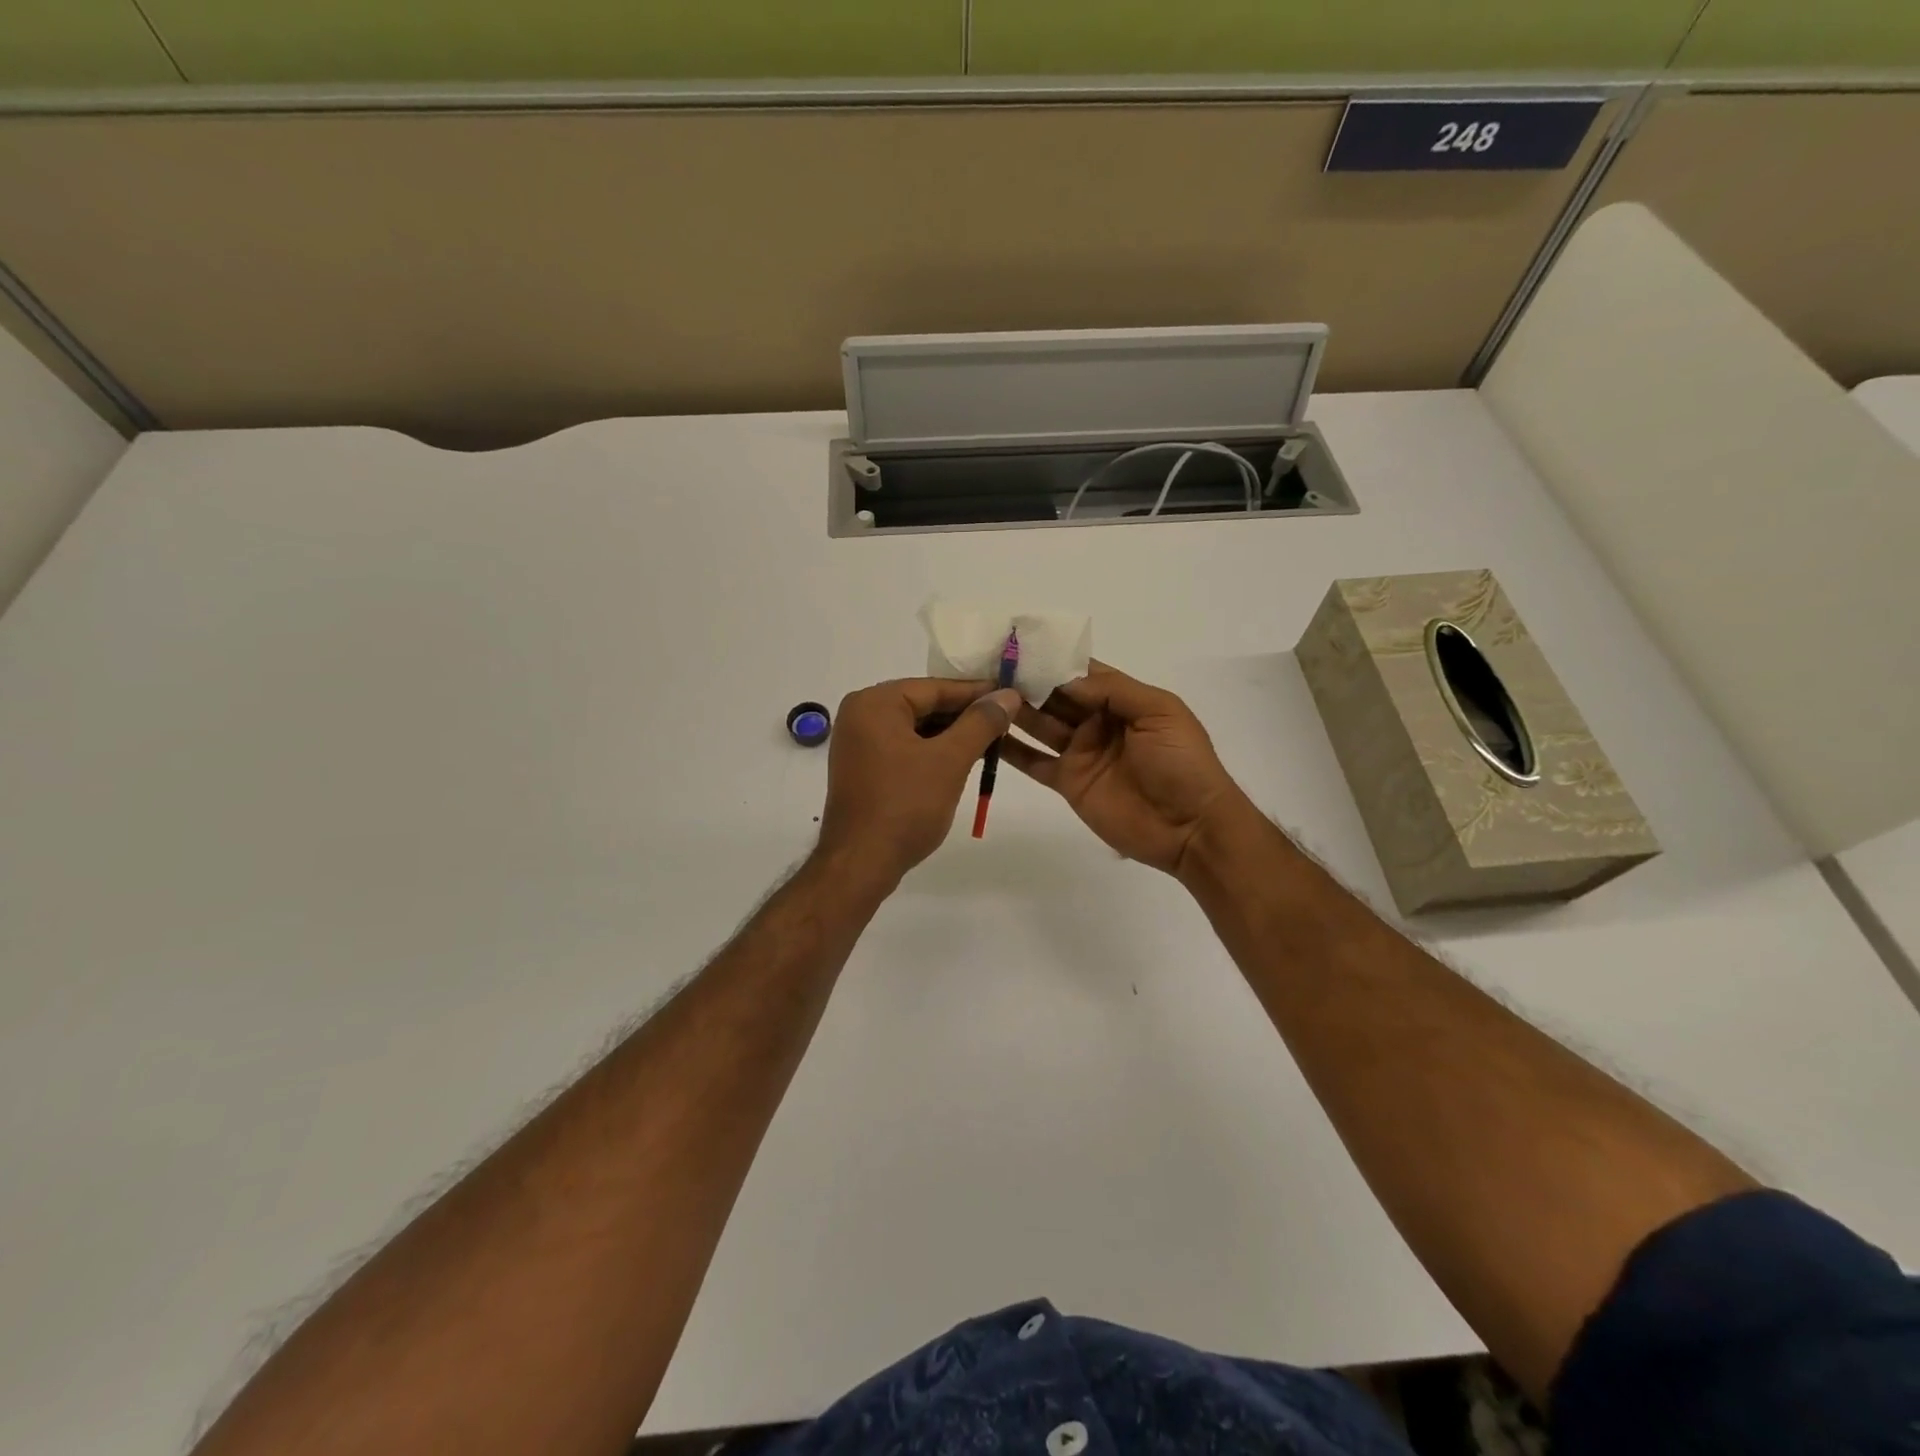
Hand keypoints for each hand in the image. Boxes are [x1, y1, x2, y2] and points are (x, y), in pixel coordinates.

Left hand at [816, 678, 1025, 886]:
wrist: (860, 864)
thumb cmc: (905, 806)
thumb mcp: (949, 760)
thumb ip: (980, 723)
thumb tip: (1007, 695)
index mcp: (875, 703)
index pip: (935, 688)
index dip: (977, 693)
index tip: (1012, 695)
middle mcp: (861, 714)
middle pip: (924, 705)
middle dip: (964, 715)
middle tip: (1007, 720)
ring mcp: (858, 743)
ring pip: (915, 728)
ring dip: (951, 736)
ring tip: (991, 741)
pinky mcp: (863, 768)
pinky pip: (904, 748)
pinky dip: (932, 752)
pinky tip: (961, 761)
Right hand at [1000, 663, 1251, 875]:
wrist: (1191, 828)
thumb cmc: (1182, 763)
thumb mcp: (1159, 712)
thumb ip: (1113, 690)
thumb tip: (1064, 676)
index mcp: (1122, 700)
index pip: (1081, 672)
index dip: (1053, 660)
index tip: (1018, 646)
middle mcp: (1097, 721)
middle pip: (1055, 696)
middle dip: (1026, 681)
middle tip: (989, 667)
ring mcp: (1080, 752)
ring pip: (1040, 724)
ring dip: (1014, 709)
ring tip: (980, 693)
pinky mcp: (1068, 782)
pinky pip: (1034, 761)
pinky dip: (1010, 750)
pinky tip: (985, 733)